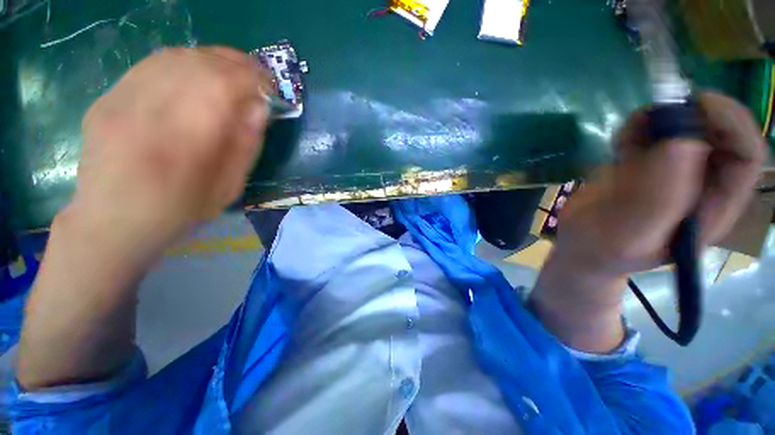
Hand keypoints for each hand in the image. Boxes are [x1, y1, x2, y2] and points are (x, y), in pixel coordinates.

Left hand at [63, 46, 272, 265]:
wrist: (111, 221)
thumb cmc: (179, 211)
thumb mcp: (227, 188)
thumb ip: (246, 146)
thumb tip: (260, 107)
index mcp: (184, 143)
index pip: (223, 86)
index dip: (253, 80)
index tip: (271, 88)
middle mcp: (147, 111)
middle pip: (198, 63)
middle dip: (236, 64)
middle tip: (257, 76)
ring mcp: (120, 99)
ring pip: (175, 57)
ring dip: (212, 59)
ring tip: (232, 73)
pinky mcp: (107, 97)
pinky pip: (152, 64)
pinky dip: (183, 63)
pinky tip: (197, 75)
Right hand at [555, 92, 767, 278]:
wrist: (578, 246)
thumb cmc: (602, 249)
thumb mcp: (631, 232)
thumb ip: (658, 196)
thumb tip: (682, 139)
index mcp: (712, 206)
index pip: (746, 155)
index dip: (732, 123)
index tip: (695, 105)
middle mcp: (700, 183)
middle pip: (720, 132)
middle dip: (694, 112)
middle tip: (657, 112)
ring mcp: (670, 171)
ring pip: (684, 125)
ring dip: (657, 120)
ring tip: (624, 140)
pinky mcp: (643, 164)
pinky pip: (651, 132)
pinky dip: (635, 127)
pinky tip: (617, 145)